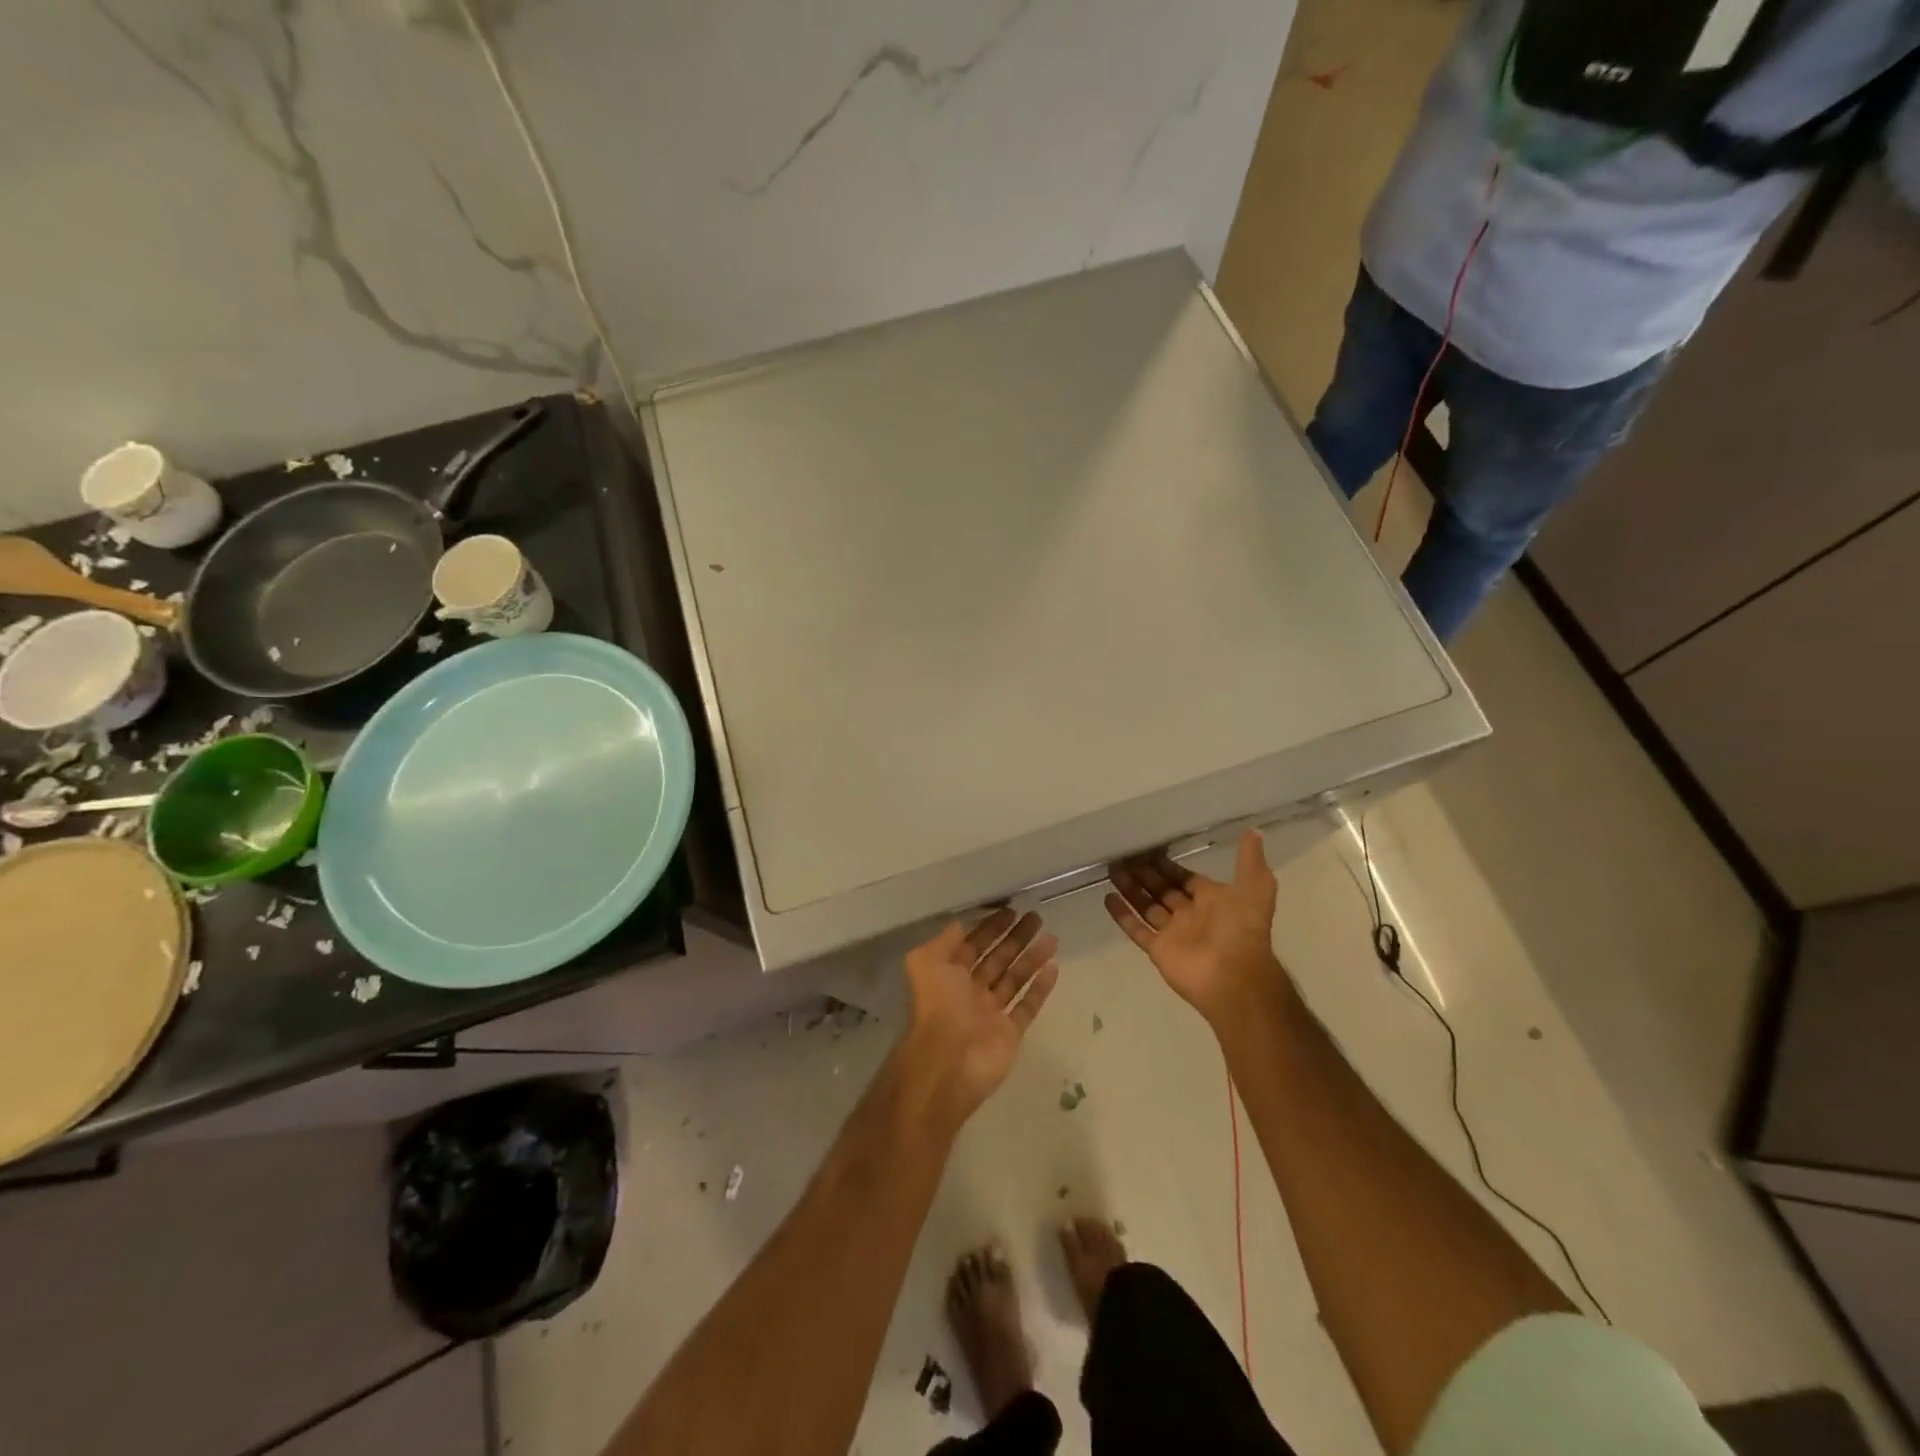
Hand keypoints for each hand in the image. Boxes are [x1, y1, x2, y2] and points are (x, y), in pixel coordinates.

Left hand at [900, 910, 1060, 1128]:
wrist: (948, 1061)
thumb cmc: (937, 1005)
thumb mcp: (927, 962)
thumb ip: (945, 941)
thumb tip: (960, 923)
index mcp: (949, 975)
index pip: (973, 945)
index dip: (990, 927)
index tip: (1011, 909)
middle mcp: (970, 992)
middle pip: (997, 959)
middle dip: (1015, 938)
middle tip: (1036, 917)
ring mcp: (991, 1014)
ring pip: (1015, 979)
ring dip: (1032, 958)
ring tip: (1051, 937)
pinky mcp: (1010, 1033)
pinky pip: (1028, 1006)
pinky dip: (1040, 988)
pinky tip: (1054, 967)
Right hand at [1106, 831, 1288, 1024]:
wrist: (1234, 977)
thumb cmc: (1242, 929)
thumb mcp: (1255, 888)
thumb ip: (1249, 861)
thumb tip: (1254, 831)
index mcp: (1212, 900)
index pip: (1184, 877)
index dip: (1166, 865)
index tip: (1147, 849)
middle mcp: (1191, 914)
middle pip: (1162, 890)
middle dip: (1144, 873)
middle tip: (1123, 856)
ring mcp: (1173, 933)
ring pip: (1147, 906)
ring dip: (1130, 889)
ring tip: (1111, 870)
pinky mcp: (1158, 950)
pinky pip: (1136, 930)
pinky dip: (1122, 915)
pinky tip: (1107, 897)